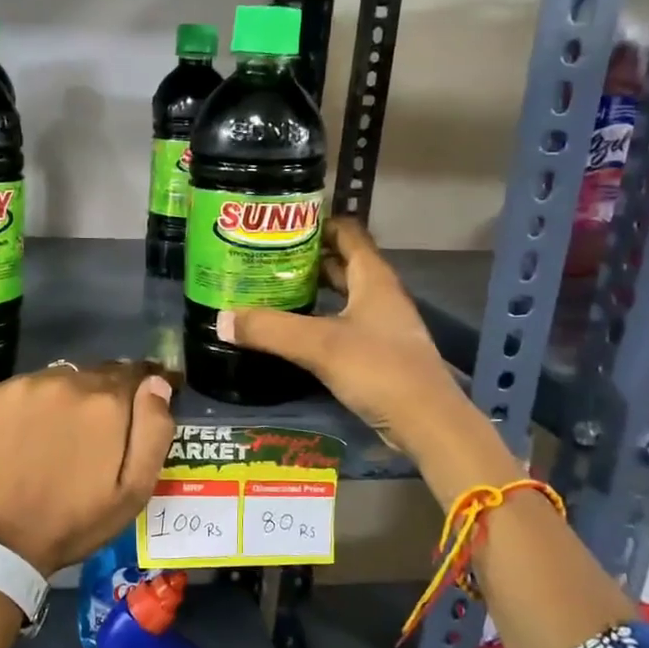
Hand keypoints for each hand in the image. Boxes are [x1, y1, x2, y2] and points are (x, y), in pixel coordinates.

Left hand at [0, 360, 175, 577]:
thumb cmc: (74, 521)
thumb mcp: (134, 490)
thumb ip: (153, 431)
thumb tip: (157, 383)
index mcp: (106, 403)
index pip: (137, 373)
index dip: (144, 385)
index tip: (142, 402)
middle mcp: (67, 381)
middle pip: (98, 374)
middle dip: (105, 395)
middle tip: (98, 430)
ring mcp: (25, 386)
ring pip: (61, 379)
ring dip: (69, 397)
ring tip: (62, 433)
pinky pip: (25, 389)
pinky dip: (34, 404)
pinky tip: (27, 434)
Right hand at [216, 218, 466, 458]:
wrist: (427, 423)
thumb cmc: (378, 369)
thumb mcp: (319, 345)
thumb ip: (270, 329)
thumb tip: (222, 318)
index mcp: (373, 278)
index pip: (347, 233)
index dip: (317, 223)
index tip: (279, 224)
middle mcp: (379, 295)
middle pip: (341, 264)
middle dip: (305, 260)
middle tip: (263, 259)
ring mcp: (381, 326)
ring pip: (341, 297)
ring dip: (311, 292)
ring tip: (270, 291)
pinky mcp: (377, 353)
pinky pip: (342, 325)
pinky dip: (318, 321)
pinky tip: (293, 332)